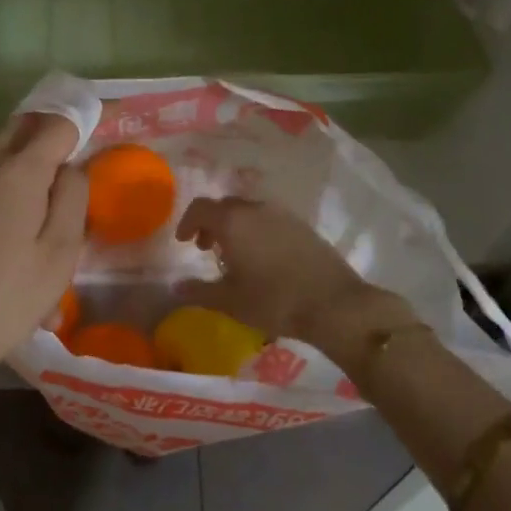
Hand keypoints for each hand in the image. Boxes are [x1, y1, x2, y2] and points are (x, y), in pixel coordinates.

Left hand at [0, 113, 83, 454]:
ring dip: (21, 172)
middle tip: (66, 181)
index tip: (98, 139)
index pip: (58, 123)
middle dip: (48, 143)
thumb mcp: (59, 255)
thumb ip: (73, 197)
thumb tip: (72, 167)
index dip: (82, 126)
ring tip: (35, 225)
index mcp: (17, 169)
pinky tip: (1, 246)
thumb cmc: (4, 301)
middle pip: (22, 131)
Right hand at [173, 197, 410, 365]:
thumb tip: (176, 287)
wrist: (335, 304)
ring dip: (236, 226)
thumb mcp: (230, 301)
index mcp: (233, 221)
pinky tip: (264, 258)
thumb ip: (199, 291)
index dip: (187, 222)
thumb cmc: (274, 301)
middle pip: (225, 206)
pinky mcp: (303, 225)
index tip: (184, 242)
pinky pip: (270, 219)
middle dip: (211, 224)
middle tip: (208, 249)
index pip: (200, 208)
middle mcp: (256, 208)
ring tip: (236, 255)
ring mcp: (283, 214)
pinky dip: (257, 230)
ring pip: (249, 211)